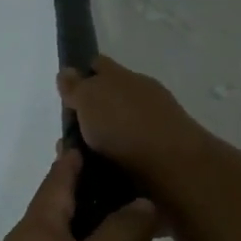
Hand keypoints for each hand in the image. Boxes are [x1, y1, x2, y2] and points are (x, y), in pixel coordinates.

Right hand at [57, 57, 205, 180]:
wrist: (173, 168)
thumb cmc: (125, 126)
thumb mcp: (90, 99)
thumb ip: (76, 86)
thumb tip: (67, 72)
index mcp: (125, 77)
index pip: (99, 66)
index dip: (82, 75)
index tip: (67, 95)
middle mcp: (142, 96)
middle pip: (109, 99)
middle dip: (90, 115)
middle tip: (69, 137)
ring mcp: (155, 125)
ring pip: (119, 129)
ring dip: (102, 141)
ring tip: (82, 162)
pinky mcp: (160, 155)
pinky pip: (129, 153)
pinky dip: (115, 161)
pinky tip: (102, 174)